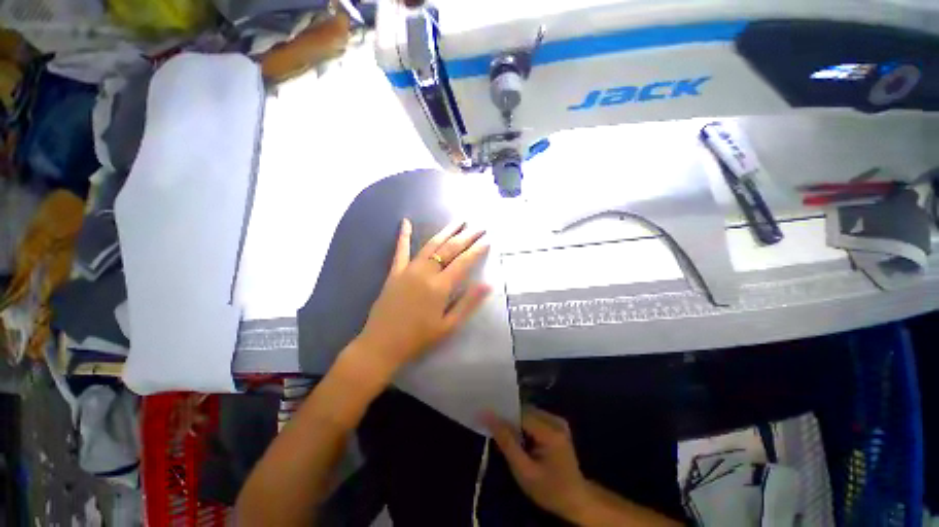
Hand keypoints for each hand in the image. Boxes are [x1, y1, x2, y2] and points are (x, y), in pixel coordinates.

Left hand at [356, 219, 490, 376]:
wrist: (382, 344)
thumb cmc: (419, 338)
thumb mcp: (449, 325)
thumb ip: (468, 303)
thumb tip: (488, 284)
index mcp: (440, 286)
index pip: (464, 262)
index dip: (477, 250)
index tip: (488, 240)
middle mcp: (426, 272)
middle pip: (450, 249)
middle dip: (466, 236)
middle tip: (479, 227)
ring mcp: (408, 269)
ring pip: (431, 245)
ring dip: (446, 231)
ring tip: (458, 221)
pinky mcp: (395, 272)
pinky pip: (401, 250)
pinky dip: (403, 235)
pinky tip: (405, 221)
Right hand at [484, 407, 591, 520]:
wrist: (576, 501)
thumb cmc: (549, 490)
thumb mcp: (524, 471)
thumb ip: (507, 443)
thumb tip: (489, 417)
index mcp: (550, 431)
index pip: (520, 414)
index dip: (503, 415)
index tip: (486, 419)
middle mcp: (556, 420)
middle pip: (525, 411)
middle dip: (509, 419)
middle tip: (495, 431)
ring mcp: (558, 421)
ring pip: (529, 413)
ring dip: (516, 422)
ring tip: (506, 436)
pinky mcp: (558, 425)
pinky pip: (535, 417)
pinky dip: (524, 425)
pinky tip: (520, 438)